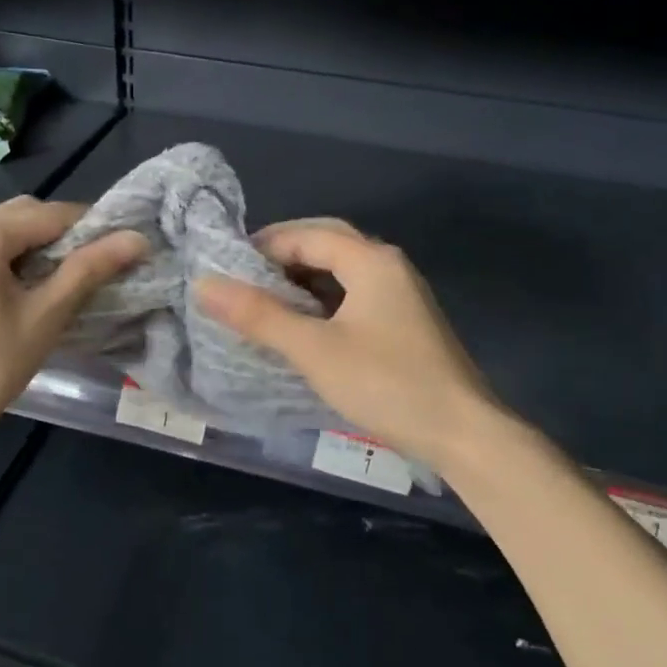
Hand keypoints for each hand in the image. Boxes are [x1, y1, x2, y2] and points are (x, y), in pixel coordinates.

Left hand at [0, 196, 147, 444]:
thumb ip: (90, 270)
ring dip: (37, 247)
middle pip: (22, 216)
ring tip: (65, 281)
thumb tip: (137, 238)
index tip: (121, 252)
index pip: (50, 214)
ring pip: (2, 232)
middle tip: (95, 268)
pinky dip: (10, 258)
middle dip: (63, 235)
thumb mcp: (45, 316)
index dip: (91, 228)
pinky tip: (27, 289)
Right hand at [196, 218, 500, 471]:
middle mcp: (389, 267)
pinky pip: (353, 296)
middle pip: (327, 245)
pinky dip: (322, 302)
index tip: (225, 266)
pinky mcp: (404, 323)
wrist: (462, 432)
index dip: (264, 245)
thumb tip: (204, 284)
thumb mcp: (314, 349)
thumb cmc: (386, 384)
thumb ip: (259, 316)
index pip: (307, 234)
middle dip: (282, 256)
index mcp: (371, 260)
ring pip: (341, 272)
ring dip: (302, 280)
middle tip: (242, 278)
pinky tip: (301, 325)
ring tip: (262, 301)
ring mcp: (400, 295)